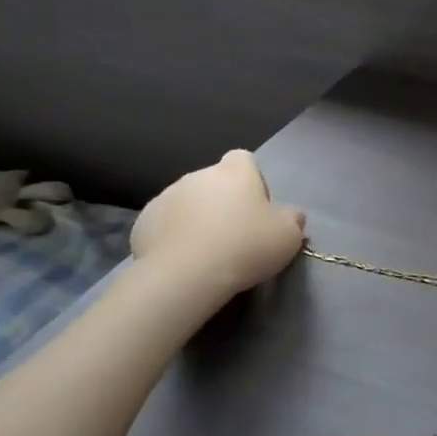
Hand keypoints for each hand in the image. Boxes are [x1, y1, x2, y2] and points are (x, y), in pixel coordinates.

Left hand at [130, 150, 304, 300]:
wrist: (187, 275)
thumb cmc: (246, 246)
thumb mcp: (288, 235)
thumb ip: (292, 219)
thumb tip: (291, 215)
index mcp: (234, 172)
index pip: (244, 160)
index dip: (253, 181)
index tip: (258, 209)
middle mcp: (198, 175)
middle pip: (215, 182)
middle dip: (224, 202)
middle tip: (236, 235)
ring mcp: (166, 196)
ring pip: (188, 202)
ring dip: (198, 218)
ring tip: (209, 252)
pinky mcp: (144, 221)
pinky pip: (166, 224)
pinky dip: (175, 236)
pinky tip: (185, 260)